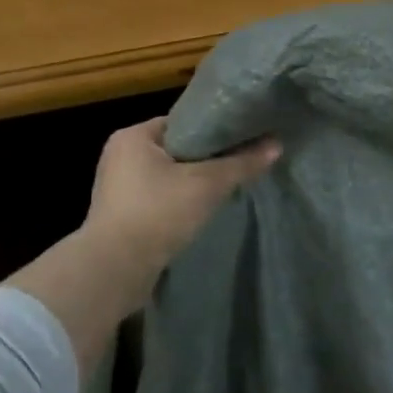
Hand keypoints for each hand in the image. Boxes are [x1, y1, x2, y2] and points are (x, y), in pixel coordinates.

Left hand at [9, 118, 280, 375]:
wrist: (115, 270)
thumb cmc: (158, 213)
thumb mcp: (206, 185)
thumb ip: (241, 164)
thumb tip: (277, 145)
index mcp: (133, 136)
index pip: (182, 122)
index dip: (213, 130)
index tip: (241, 139)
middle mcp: (120, 156)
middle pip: (176, 149)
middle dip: (205, 159)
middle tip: (238, 165)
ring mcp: (117, 187)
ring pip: (167, 176)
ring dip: (192, 184)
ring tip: (225, 189)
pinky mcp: (120, 216)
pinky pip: (157, 199)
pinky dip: (178, 203)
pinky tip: (201, 213)